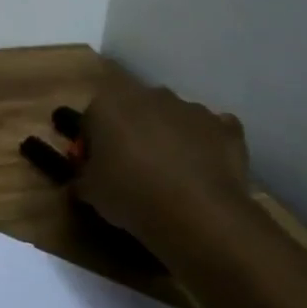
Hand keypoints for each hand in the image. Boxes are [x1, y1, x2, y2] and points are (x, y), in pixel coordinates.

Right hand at [74, 71, 255, 266]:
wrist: (196, 212)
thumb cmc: (129, 194)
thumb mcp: (89, 192)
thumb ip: (81, 178)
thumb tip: (80, 182)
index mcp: (108, 104)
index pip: (91, 118)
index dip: (92, 143)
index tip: (97, 167)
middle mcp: (150, 95)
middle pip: (134, 111)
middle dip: (131, 132)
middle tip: (130, 168)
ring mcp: (192, 108)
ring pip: (173, 118)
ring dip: (168, 136)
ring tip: (169, 174)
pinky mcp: (226, 127)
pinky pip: (210, 132)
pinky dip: (205, 145)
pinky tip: (201, 171)